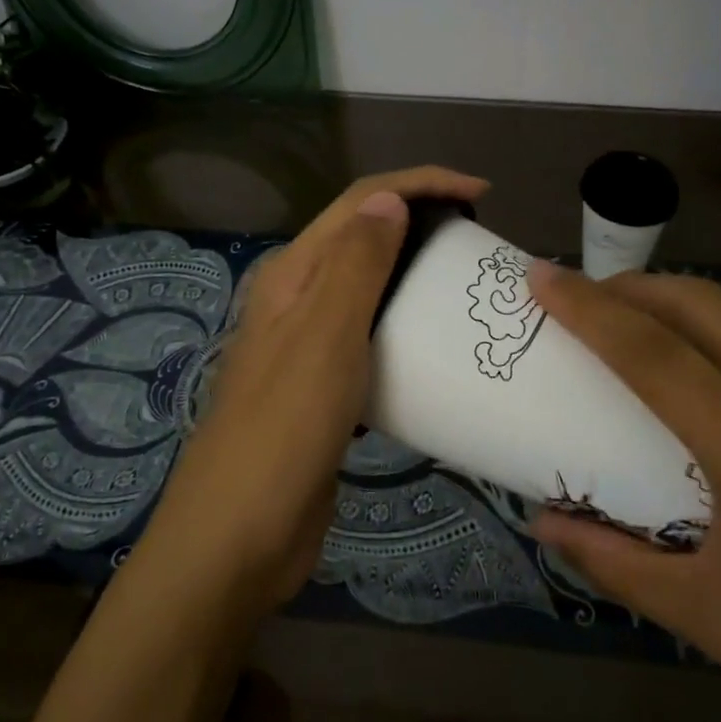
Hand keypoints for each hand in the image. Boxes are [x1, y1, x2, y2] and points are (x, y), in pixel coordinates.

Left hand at [138, 166, 489, 621]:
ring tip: (466, 290)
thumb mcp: (325, 335)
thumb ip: (355, 262)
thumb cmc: (284, 429)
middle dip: (420, 225)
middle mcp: (296, 299)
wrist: (238, 538)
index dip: (420, 183)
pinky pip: (372, 341)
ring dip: (415, 278)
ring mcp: (307, 346)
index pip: (360, 202)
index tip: (481, 194)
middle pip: (364, 240)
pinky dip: (405, 331)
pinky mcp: (323, 389)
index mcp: (292, 274)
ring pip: (370, 292)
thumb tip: (389, 199)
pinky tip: (437, 350)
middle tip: (478, 245)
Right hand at [526, 265, 720, 721]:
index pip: (649, 350)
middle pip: (696, 302)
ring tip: (645, 340)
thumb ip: (614, 563)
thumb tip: (541, 523)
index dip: (586, 306)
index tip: (540, 275)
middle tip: (584, 297)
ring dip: (680, 311)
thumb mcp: (711, 617)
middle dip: (629, 285)